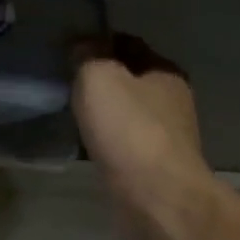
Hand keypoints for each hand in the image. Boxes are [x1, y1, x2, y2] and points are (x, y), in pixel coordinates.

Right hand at [72, 35, 216, 239]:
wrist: (154, 197)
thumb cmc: (129, 130)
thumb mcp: (99, 78)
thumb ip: (88, 56)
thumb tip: (82, 44)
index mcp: (165, 72)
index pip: (130, 44)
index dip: (99, 42)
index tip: (69, 50)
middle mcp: (172, 101)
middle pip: (131, 80)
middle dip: (103, 79)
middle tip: (66, 83)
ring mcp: (166, 139)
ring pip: (128, 115)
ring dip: (105, 113)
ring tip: (72, 115)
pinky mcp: (155, 170)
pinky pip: (125, 145)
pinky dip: (107, 141)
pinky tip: (88, 146)